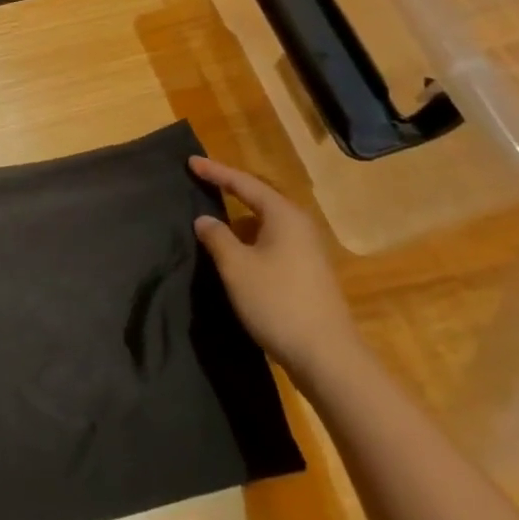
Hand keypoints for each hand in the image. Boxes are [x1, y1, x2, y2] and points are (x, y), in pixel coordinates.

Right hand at [189, 156, 360, 382]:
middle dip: (230, 191)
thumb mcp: (236, 267)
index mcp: (283, 215)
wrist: (328, 358)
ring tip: (212, 222)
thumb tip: (205, 219)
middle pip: (259, 199)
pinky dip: (250, 241)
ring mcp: (307, 251)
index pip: (243, 183)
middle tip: (202, 182)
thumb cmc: (277, 302)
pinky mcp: (307, 274)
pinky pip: (271, 243)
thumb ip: (217, 237)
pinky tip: (235, 255)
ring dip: (239, 221)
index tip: (190, 161)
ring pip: (266, 224)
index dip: (215, 172)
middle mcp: (299, 226)